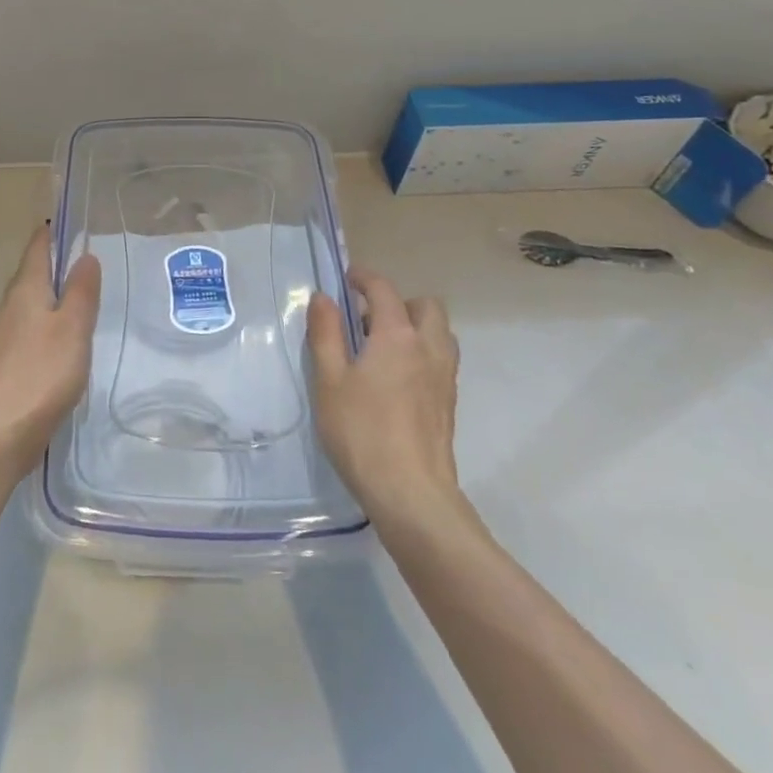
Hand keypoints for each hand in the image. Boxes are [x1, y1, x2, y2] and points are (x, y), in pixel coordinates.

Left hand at [0, 225, 101, 473]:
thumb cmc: (41, 373)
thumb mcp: (72, 327)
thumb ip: (81, 291)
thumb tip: (85, 256)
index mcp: (26, 290)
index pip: (37, 249)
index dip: (51, 233)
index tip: (68, 221)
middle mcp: (10, 306)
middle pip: (31, 274)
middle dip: (53, 263)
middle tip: (83, 257)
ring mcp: (5, 337)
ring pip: (30, 303)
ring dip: (51, 295)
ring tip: (78, 295)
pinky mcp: (6, 364)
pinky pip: (30, 329)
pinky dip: (47, 323)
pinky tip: (62, 340)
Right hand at [307, 268, 474, 534]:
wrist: (411, 495)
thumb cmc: (362, 432)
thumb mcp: (329, 380)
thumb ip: (325, 333)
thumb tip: (323, 297)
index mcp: (397, 335)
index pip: (384, 290)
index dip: (364, 278)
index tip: (346, 279)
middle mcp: (428, 348)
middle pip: (425, 306)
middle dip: (398, 302)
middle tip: (367, 321)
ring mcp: (444, 377)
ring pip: (439, 334)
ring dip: (415, 328)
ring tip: (382, 349)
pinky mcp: (449, 404)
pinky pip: (440, 360)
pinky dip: (421, 354)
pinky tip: (395, 381)